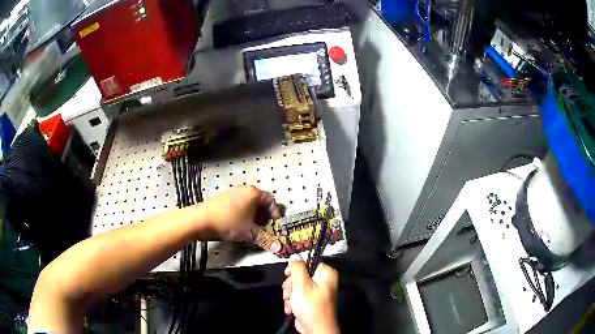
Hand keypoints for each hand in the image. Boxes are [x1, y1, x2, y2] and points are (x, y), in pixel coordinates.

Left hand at [203, 185, 281, 251]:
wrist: (201, 219)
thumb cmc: (229, 222)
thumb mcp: (249, 233)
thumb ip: (265, 239)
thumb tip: (279, 247)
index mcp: (254, 193)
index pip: (271, 200)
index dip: (275, 213)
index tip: (273, 225)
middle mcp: (245, 189)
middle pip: (260, 201)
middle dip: (264, 216)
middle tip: (263, 228)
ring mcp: (233, 192)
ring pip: (249, 203)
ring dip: (253, 215)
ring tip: (250, 228)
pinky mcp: (224, 197)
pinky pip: (239, 204)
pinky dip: (243, 213)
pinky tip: (238, 224)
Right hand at [282, 261, 338, 333]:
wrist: (316, 328)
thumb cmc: (310, 306)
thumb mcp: (301, 284)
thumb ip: (297, 268)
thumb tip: (295, 259)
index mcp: (326, 273)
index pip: (308, 262)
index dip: (295, 269)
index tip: (287, 275)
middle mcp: (324, 281)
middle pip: (301, 276)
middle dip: (291, 286)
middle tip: (289, 293)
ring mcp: (318, 292)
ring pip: (297, 287)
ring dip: (290, 296)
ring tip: (291, 304)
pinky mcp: (311, 302)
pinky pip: (299, 297)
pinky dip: (293, 303)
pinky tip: (292, 309)